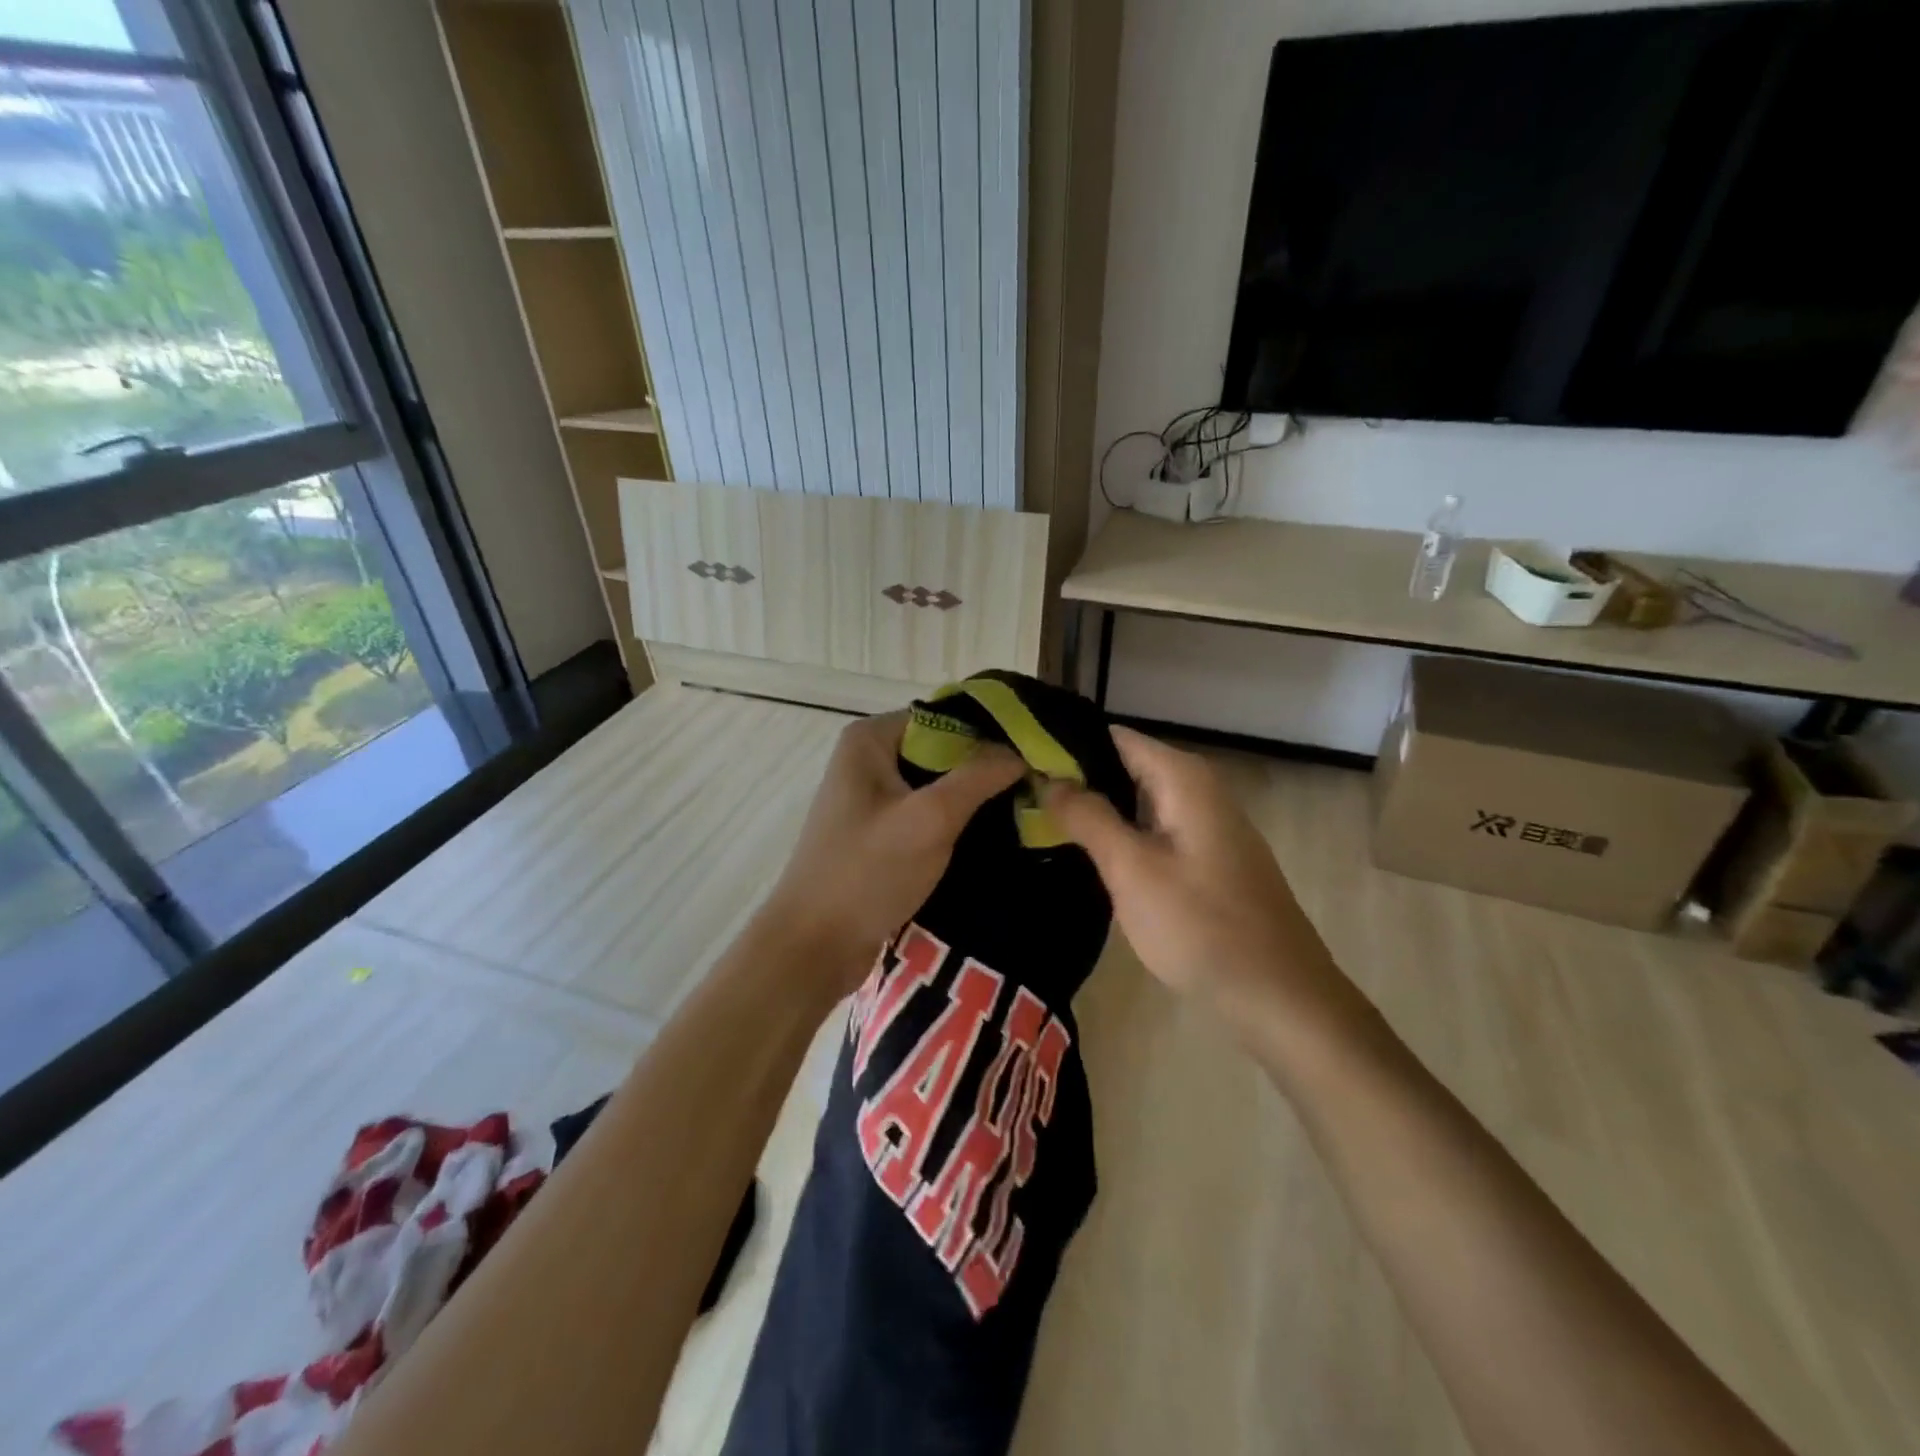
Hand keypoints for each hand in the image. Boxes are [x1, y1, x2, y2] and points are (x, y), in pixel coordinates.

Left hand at [761, 712, 1024, 990]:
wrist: (814, 947)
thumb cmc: (867, 873)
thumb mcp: (929, 820)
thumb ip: (977, 777)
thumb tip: (1022, 751)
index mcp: (870, 739)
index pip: (945, 716)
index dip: (990, 733)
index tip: (1036, 754)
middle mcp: (868, 759)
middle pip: (943, 750)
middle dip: (985, 768)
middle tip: (1037, 786)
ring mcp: (872, 798)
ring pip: (938, 785)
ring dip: (974, 799)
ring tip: (1025, 810)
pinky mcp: (880, 833)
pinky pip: (927, 814)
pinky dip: (956, 822)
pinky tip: (993, 836)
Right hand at [1043, 727, 1361, 1039]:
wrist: (1279, 995)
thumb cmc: (1201, 926)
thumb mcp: (1132, 870)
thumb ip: (1088, 817)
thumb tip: (1049, 779)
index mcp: (1183, 778)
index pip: (1113, 737)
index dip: (1066, 746)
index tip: (1021, 762)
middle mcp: (1198, 788)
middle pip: (1124, 766)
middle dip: (1076, 779)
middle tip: (1020, 795)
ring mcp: (1206, 824)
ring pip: (1137, 800)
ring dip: (1096, 809)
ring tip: (1038, 819)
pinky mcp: (1206, 856)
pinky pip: (1153, 828)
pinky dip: (1120, 833)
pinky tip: (1087, 853)